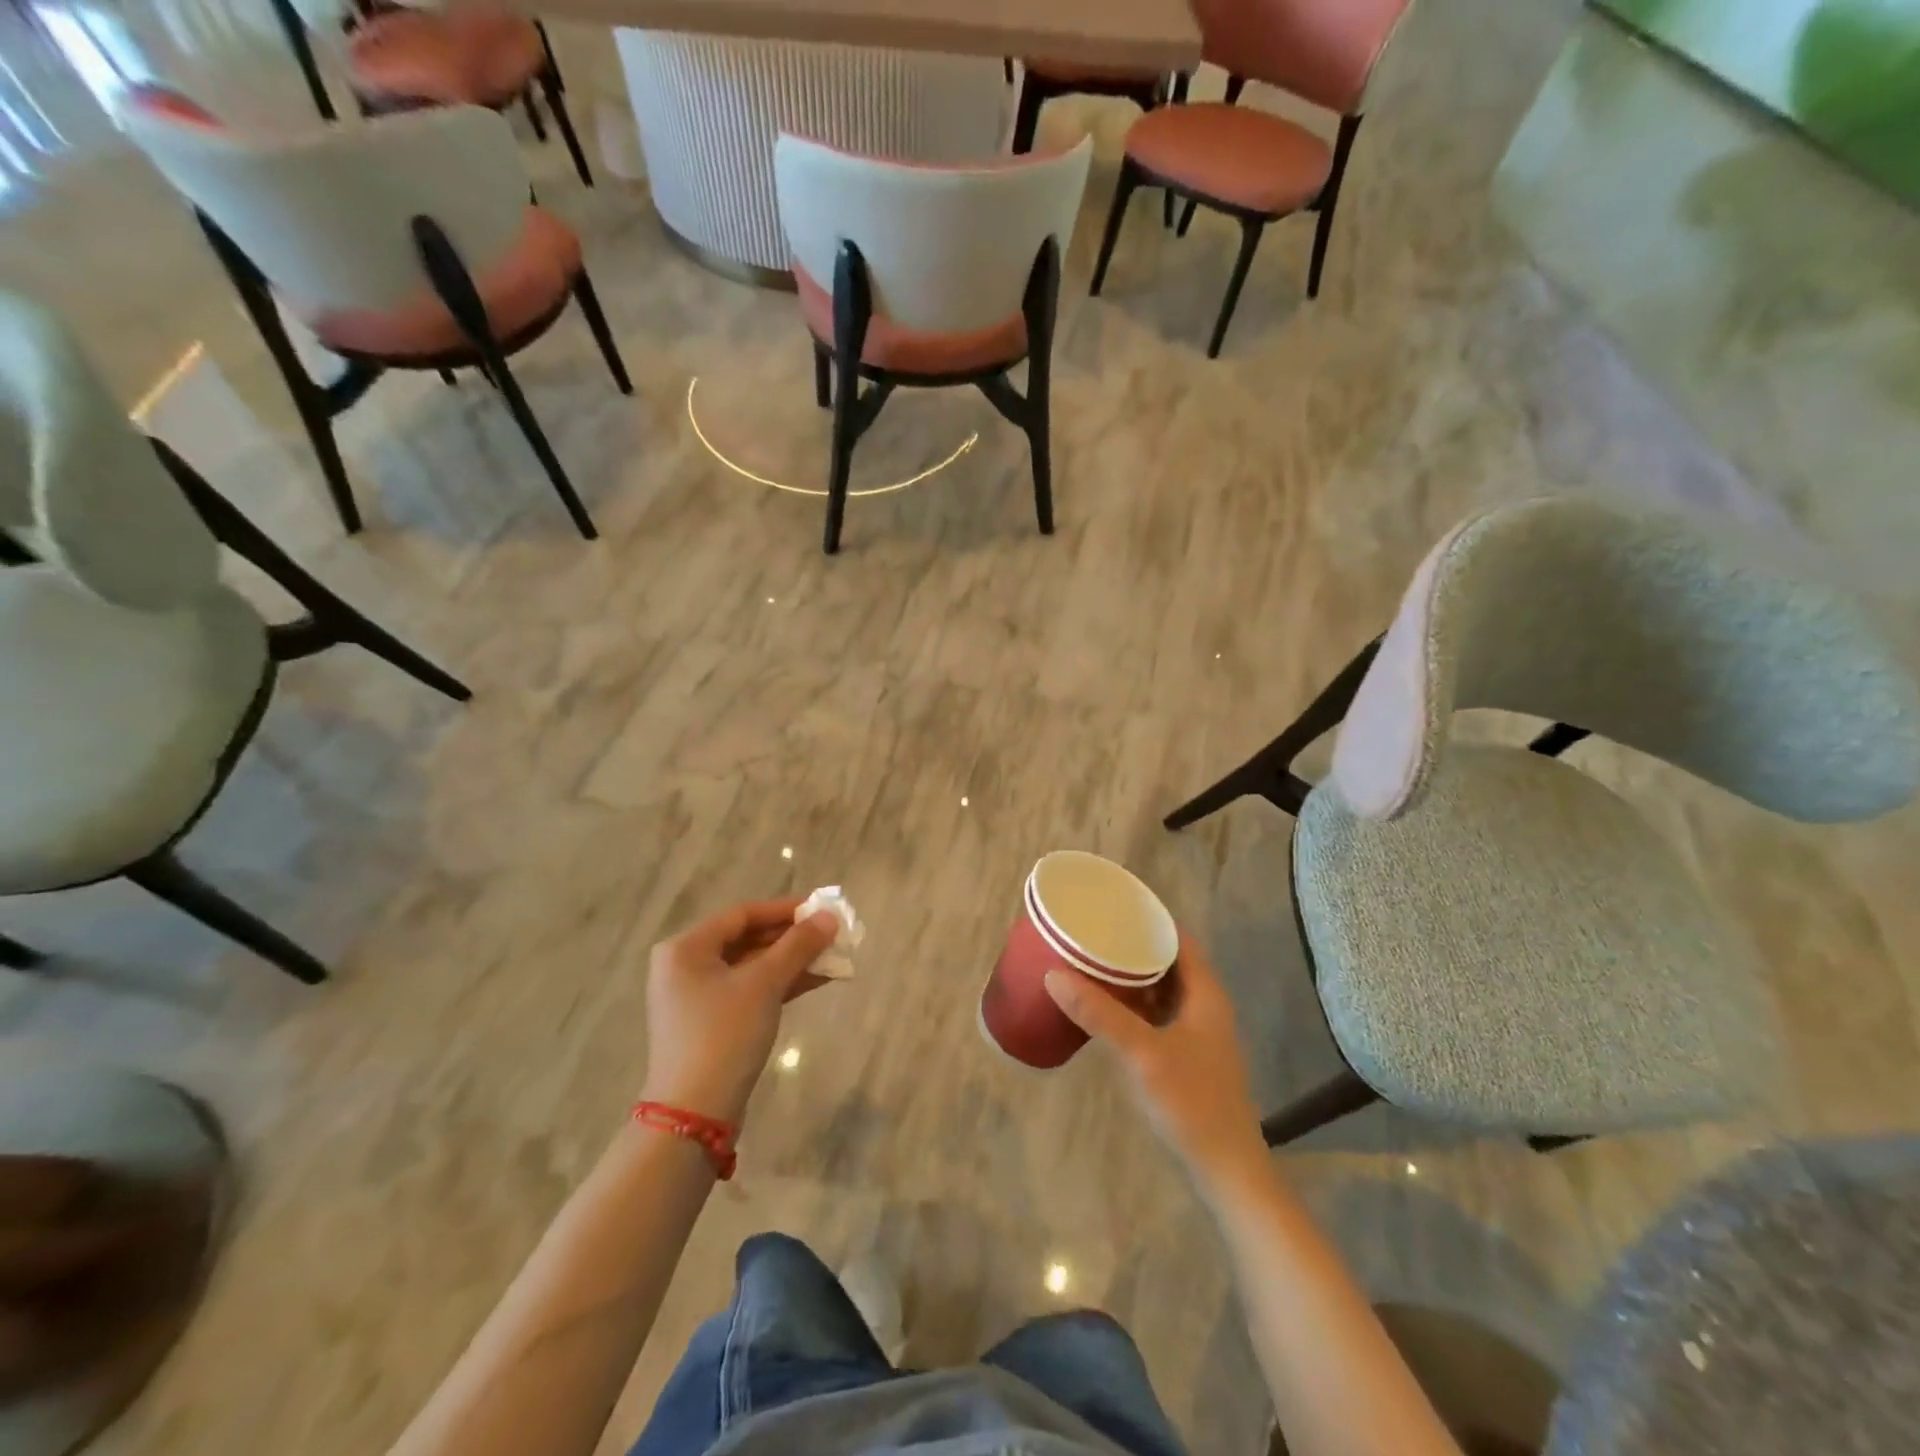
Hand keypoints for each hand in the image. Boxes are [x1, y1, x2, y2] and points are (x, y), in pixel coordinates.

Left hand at [640, 900, 839, 1124]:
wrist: (695, 1113)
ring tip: (833, 957)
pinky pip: (750, 990)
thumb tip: (829, 916)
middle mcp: (686, 966)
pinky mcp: (711, 1023)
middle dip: (792, 937)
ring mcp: (697, 997)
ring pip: (752, 966)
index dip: (785, 909)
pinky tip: (817, 980)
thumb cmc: (724, 1034)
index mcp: (686, 948)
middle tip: (831, 934)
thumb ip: (798, 946)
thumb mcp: (764, 984)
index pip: (742, 914)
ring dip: (791, 961)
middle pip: (747, 939)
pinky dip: (780, 984)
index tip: (822, 908)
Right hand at [1045, 930, 1268, 1191]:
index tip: (1112, 904)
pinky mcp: (1187, 1055)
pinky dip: (1135, 1003)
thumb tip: (1054, 975)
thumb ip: (1100, 1014)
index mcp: (1205, 994)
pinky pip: (1158, 1013)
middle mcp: (1205, 1005)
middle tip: (1093, 931)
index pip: (1178, 937)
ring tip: (1093, 960)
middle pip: (1169, 960)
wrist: (1226, 1170)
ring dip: (1133, 975)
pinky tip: (1106, 1007)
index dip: (1149, 917)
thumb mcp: (1142, 1054)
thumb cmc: (1192, 1103)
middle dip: (1133, 944)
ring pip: (1162, 988)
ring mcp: (1198, 1032)